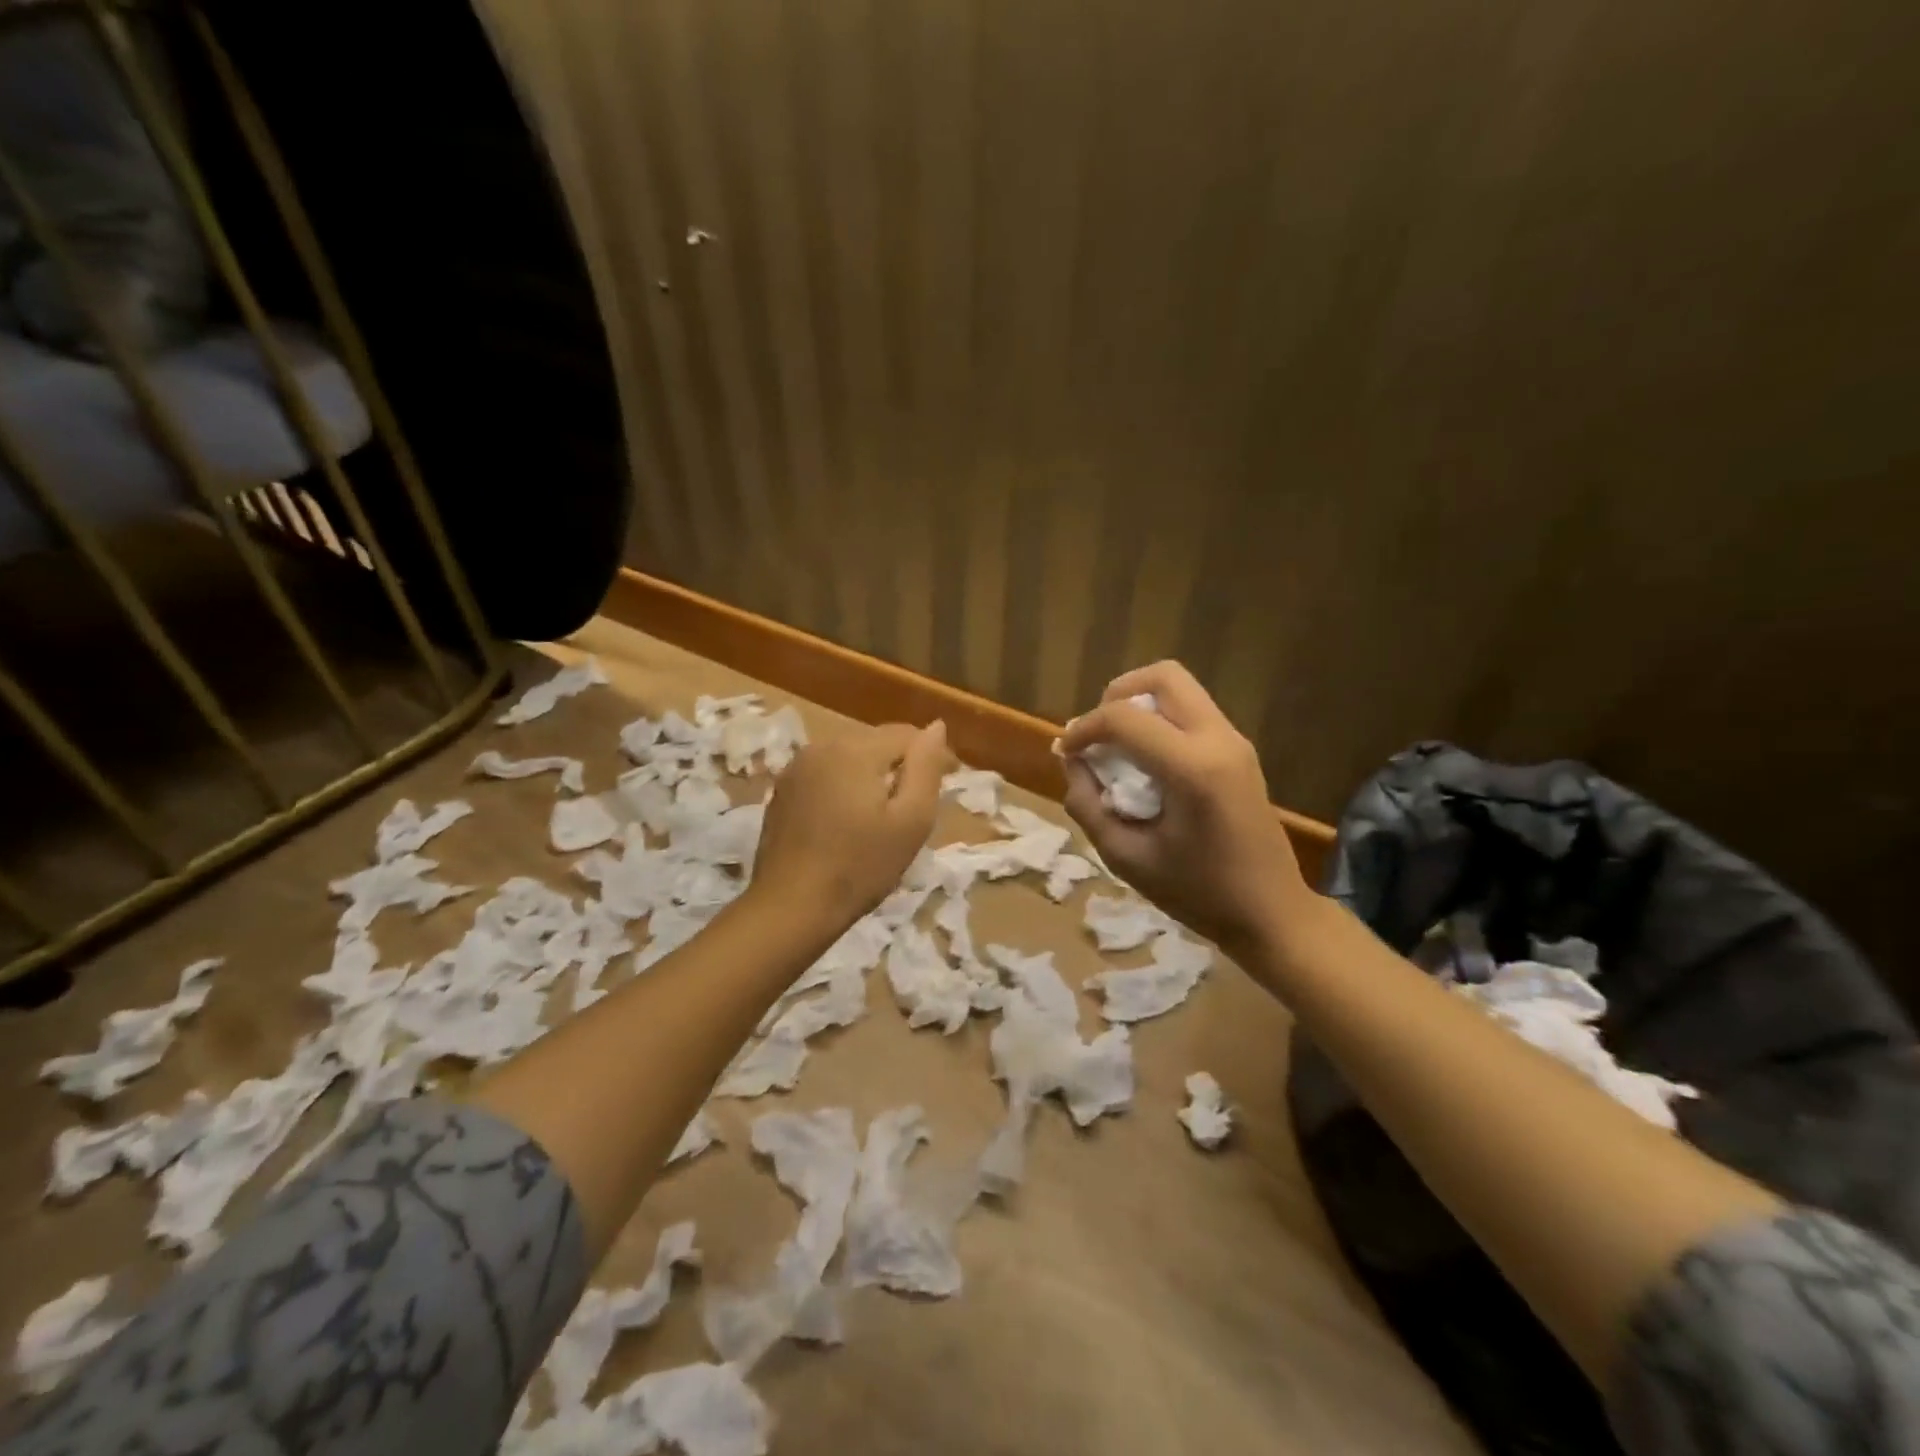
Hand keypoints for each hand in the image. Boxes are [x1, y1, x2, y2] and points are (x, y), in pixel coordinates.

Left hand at [750, 720, 951, 931]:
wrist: (791, 906)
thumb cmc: (860, 866)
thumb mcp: (911, 820)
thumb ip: (926, 768)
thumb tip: (936, 727)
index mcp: (856, 749)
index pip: (907, 734)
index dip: (933, 754)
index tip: (950, 780)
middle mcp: (823, 746)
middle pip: (876, 742)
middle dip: (902, 763)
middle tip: (919, 802)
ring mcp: (797, 767)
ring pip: (850, 756)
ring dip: (873, 774)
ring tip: (887, 811)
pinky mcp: (783, 790)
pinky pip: (826, 774)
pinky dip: (845, 786)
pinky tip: (850, 818)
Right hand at [1059, 662, 1312, 956]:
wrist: (1273, 914)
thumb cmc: (1199, 894)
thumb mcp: (1127, 858)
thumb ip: (1088, 805)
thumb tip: (1072, 763)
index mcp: (1192, 768)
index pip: (1124, 717)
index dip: (1084, 728)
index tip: (1065, 752)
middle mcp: (1218, 740)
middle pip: (1163, 676)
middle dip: (1117, 695)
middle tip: (1098, 734)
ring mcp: (1235, 741)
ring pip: (1180, 689)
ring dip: (1141, 705)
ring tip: (1118, 746)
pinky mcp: (1240, 751)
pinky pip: (1192, 712)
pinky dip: (1160, 720)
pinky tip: (1145, 761)